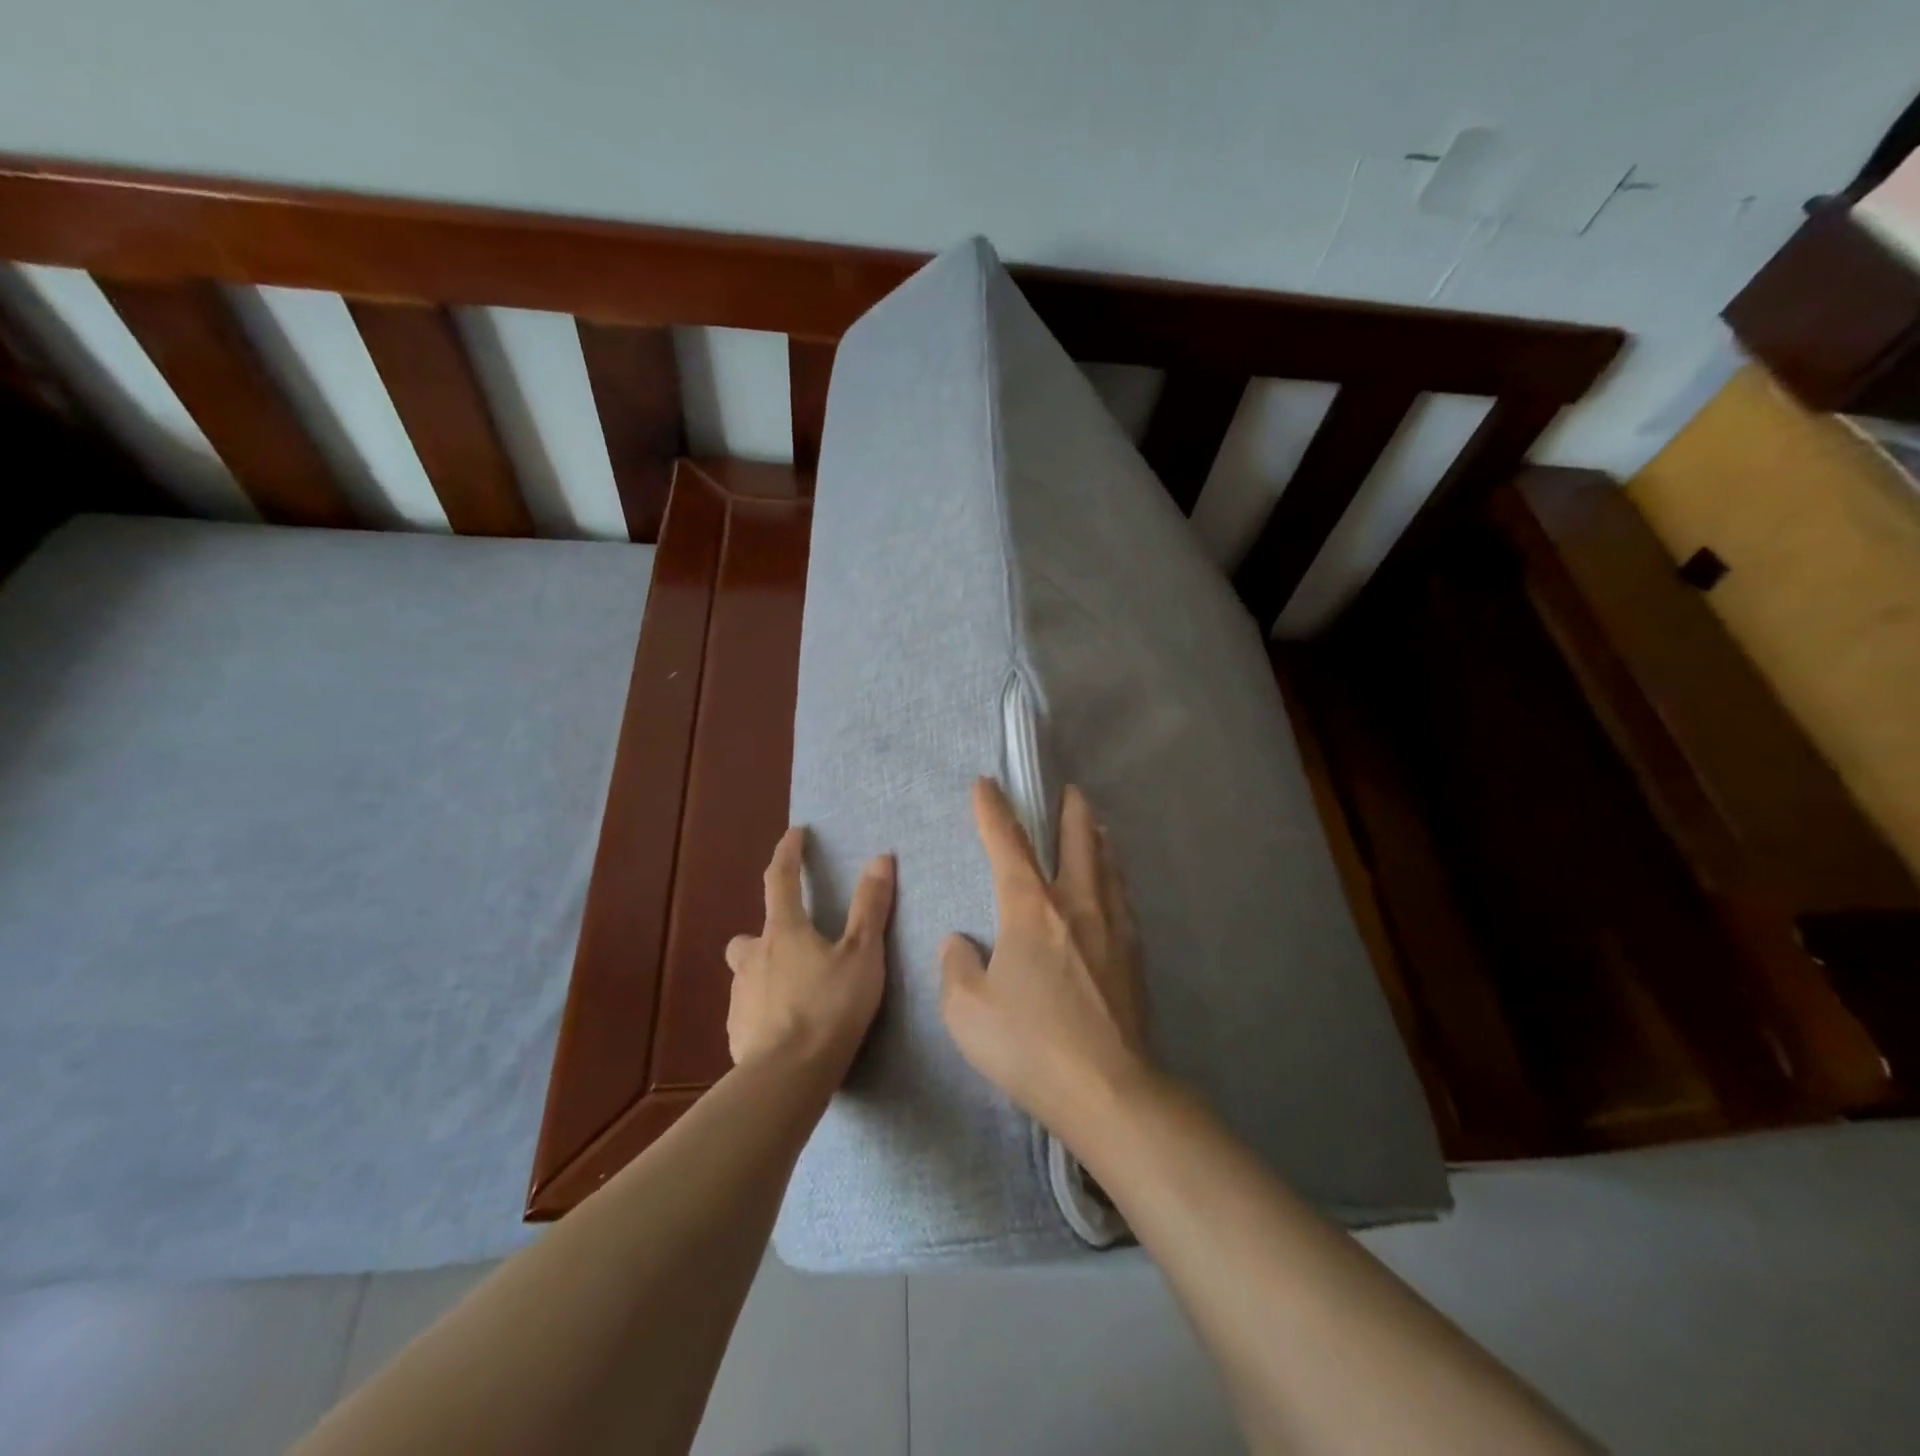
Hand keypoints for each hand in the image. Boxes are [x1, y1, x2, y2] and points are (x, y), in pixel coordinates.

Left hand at [726, 827, 894, 1078]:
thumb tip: (880, 858)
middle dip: (767, 933)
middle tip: (794, 944)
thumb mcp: (862, 955)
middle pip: (751, 934)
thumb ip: (870, 908)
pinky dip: (764, 1011)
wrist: (787, 1077)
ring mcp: (741, 997)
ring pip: (747, 974)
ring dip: (765, 973)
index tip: (796, 834)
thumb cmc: (830, 1007)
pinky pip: (749, 1011)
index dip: (788, 853)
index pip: (780, 879)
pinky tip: (786, 1029)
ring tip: (795, 992)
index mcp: (784, 932)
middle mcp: (754, 958)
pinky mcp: (737, 1033)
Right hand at [940, 779, 1153, 1135]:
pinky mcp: (1134, 956)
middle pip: (1077, 841)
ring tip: (1097, 826)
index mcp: (1031, 909)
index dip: (992, 810)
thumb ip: (956, 967)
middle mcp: (1076, 904)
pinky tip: (1117, 887)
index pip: (1008, 844)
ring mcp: (1112, 928)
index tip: (985, 783)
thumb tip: (960, 943)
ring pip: (1108, 867)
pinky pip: (1123, 899)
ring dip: (1099, 839)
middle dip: (1070, 811)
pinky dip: (1116, 877)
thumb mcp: (967, 1010)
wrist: (1108, 1089)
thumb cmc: (1029, 1044)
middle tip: (1071, 791)